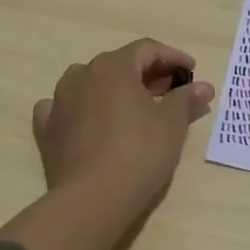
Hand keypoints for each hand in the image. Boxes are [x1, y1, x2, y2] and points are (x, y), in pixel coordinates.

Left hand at [32, 39, 214, 208]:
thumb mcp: (172, 123)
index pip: (147, 49)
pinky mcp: (47, 130)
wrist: (92, 199)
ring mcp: (60, 101)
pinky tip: (89, 120)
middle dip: (147, 74)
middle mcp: (83, 75)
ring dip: (113, 88)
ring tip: (133, 106)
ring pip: (89, 82)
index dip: (172, 57)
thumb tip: (202, 86)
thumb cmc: (139, 152)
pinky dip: (81, 109)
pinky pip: (64, 108)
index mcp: (114, 66)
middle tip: (171, 91)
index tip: (191, 71)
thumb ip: (186, 98)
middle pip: (120, 64)